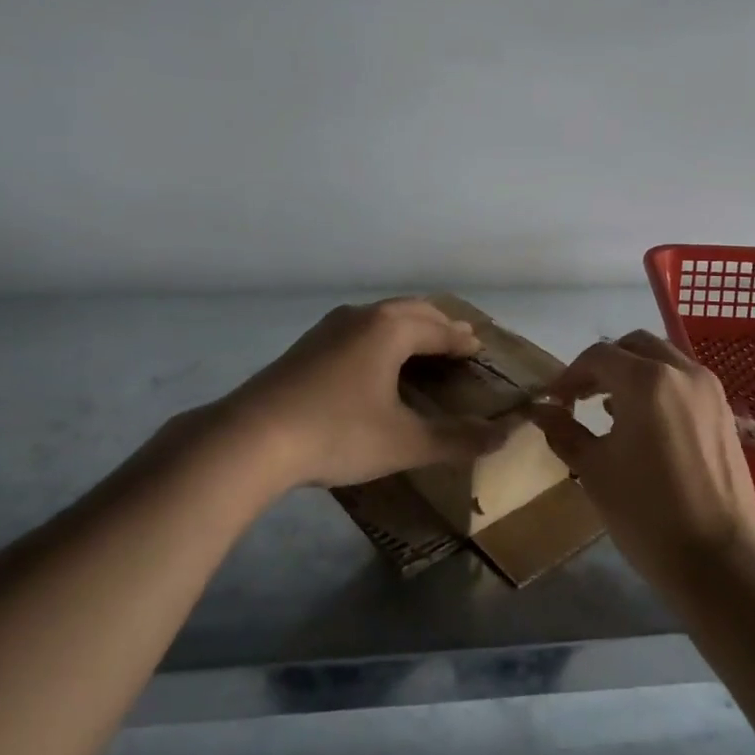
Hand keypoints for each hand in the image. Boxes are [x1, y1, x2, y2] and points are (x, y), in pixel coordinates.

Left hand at [221, 298, 509, 491]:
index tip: (481, 348)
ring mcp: (329, 328)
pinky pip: (359, 329)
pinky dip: (382, 337)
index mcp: (391, 329)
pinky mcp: (307, 346)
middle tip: (459, 341)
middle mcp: (362, 316)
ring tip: (422, 347)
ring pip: (382, 317)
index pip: (440, 329)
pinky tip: (375, 362)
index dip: (464, 341)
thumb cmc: (337, 433)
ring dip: (409, 328)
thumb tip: (504, 436)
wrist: (250, 439)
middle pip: (412, 311)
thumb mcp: (404, 442)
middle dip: (439, 325)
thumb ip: (456, 439)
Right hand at [530, 330, 754, 591]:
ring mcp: (708, 389)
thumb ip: (564, 431)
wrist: (718, 559)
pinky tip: (644, 422)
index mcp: (646, 380)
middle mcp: (681, 371)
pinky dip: (659, 386)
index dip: (569, 375)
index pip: (598, 357)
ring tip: (608, 409)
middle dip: (603, 364)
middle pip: (634, 346)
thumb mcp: (594, 470)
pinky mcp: (723, 410)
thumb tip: (540, 411)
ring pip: (662, 359)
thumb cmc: (646, 513)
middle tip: (580, 396)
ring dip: (633, 372)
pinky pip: (683, 380)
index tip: (553, 400)